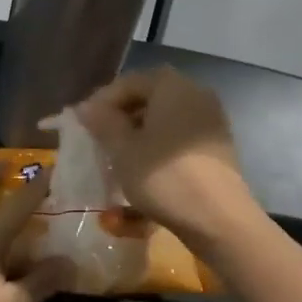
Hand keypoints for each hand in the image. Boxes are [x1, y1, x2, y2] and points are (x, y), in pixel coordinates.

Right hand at [74, 67, 261, 250]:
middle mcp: (196, 93)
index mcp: (172, 86)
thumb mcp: (122, 149)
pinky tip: (144, 167)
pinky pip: (179, 135)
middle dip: (120, 116)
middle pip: (148, 97)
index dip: (101, 102)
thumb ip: (102, 122)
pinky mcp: (217, 145)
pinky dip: (158, 145)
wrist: (219, 219)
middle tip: (98, 140)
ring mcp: (211, 119)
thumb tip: (86, 107)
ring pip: (164, 118)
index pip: (128, 82)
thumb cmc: (164, 176)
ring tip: (118, 156)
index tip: (83, 125)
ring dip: (139, 132)